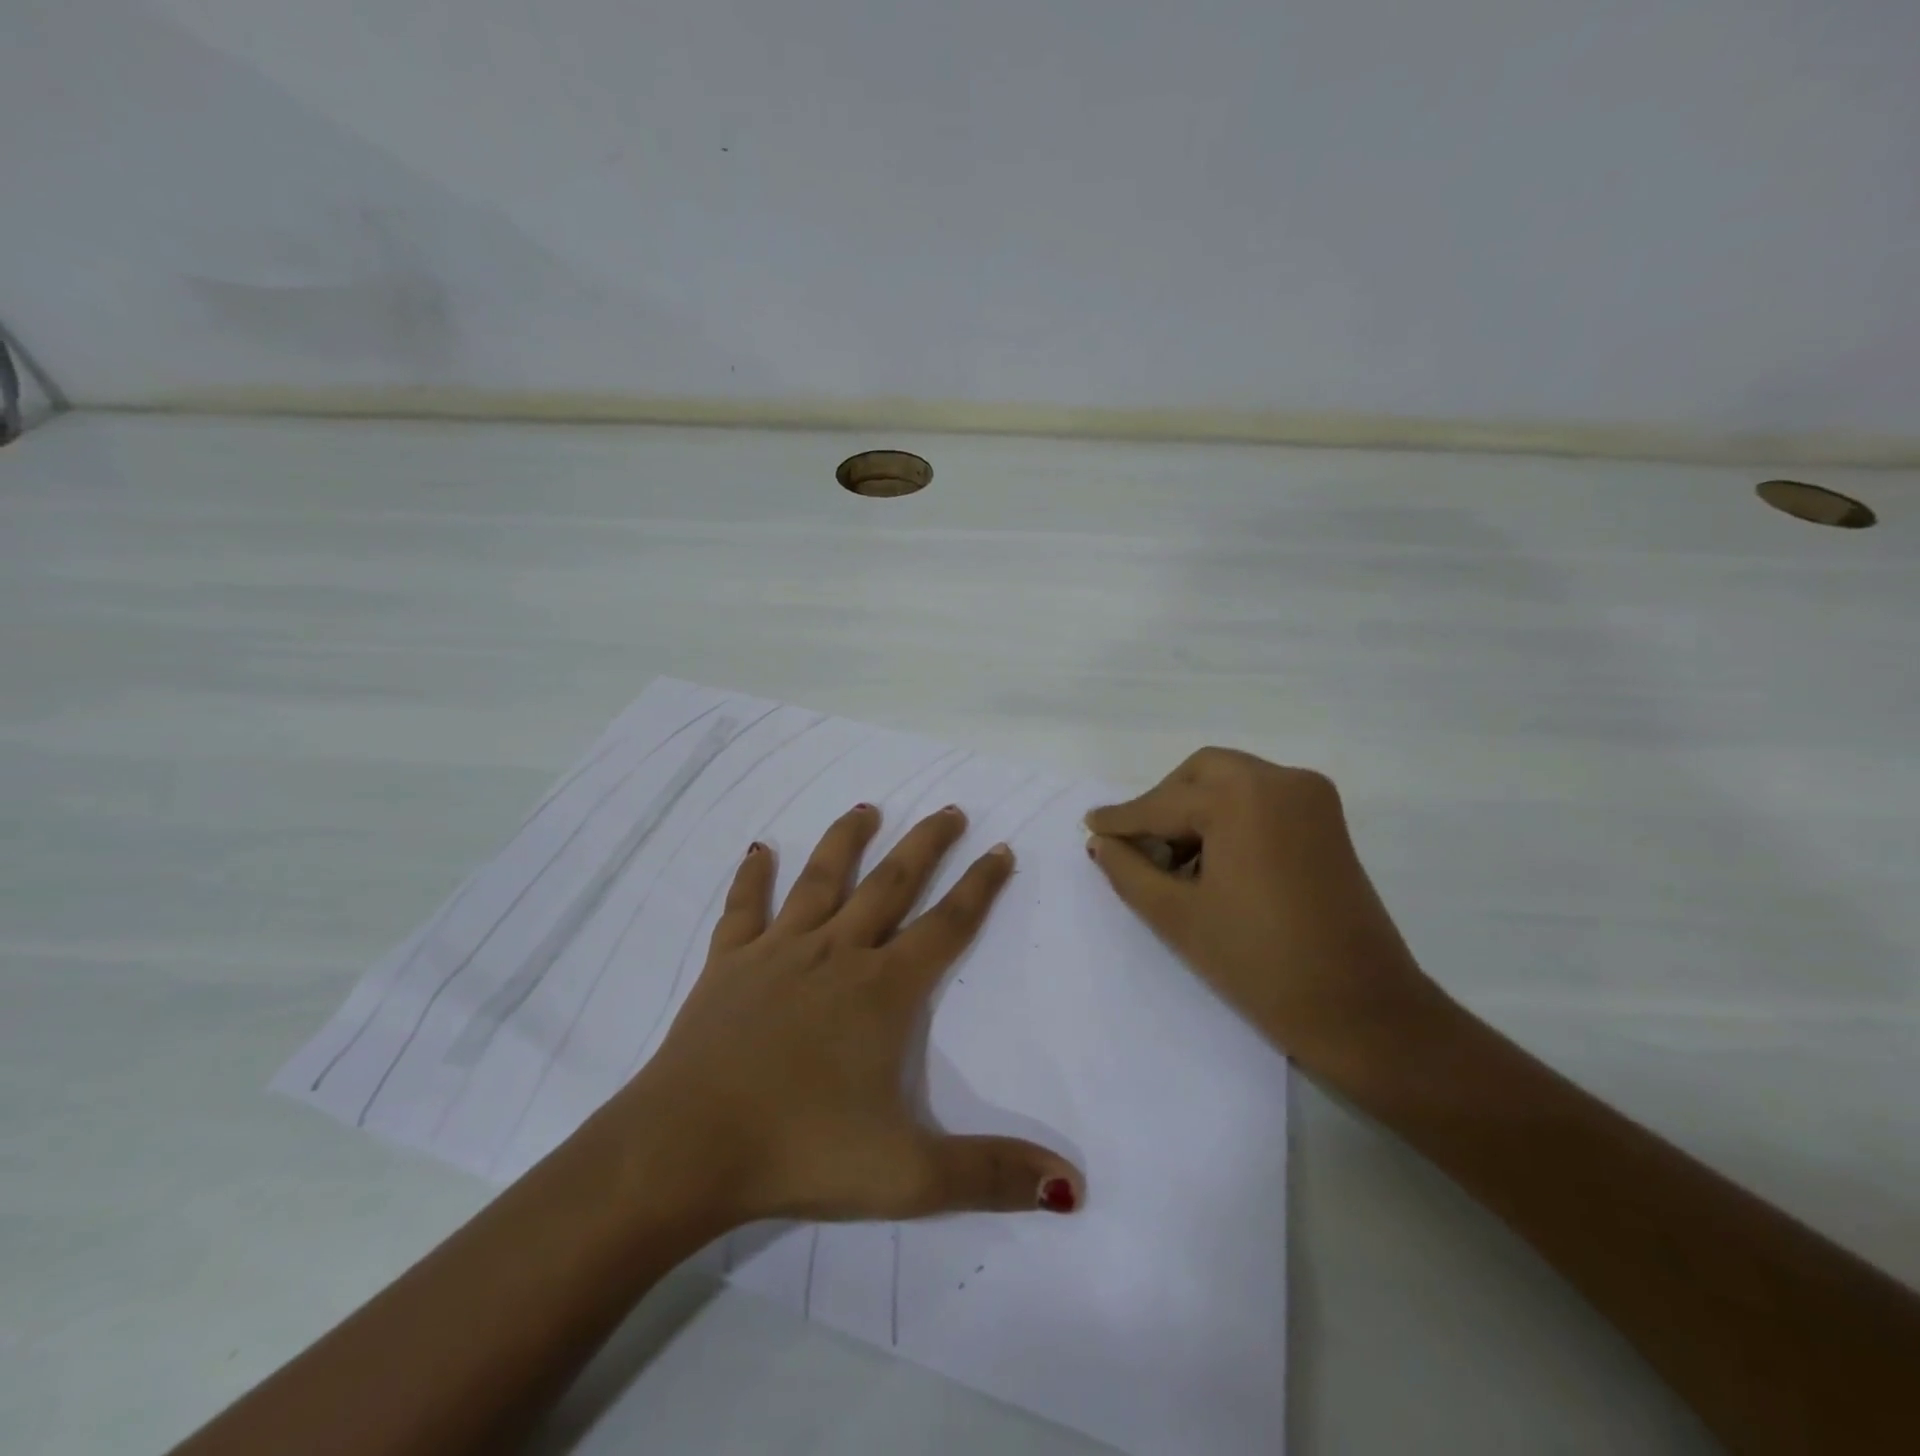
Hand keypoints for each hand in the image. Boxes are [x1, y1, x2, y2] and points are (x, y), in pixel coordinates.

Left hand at [629, 803, 1082, 1227]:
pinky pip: (744, 908)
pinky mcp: (728, 964)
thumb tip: (1072, 1187)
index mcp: (883, 990)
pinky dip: (752, 877)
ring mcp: (778, 952)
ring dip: (846, 840)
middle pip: (892, 883)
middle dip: (925, 844)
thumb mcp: (907, 1177)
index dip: (980, 886)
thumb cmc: (800, 1153)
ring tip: (866, 808)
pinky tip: (759, 849)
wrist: (685, 1150)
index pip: (947, 924)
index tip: (1001, 849)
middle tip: (949, 809)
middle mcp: (837, 953)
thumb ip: (990, 1175)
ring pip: (821, 879)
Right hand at [1085, 749, 1449, 1080]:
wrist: (1360, 1011)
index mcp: (1242, 798)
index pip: (1164, 803)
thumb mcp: (1177, 916)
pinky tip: (1212, 861)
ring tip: (1174, 862)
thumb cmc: (1259, 963)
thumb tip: (1102, 842)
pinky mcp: (1328, 823)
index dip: (1123, 818)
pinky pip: (1262, 799)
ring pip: (1233, 782)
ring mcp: (1312, 799)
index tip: (1090, 824)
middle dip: (1163, 803)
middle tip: (1138, 845)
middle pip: (1201, 774)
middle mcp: (1280, 781)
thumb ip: (1129, 870)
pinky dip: (1230, 817)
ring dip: (1197, 809)